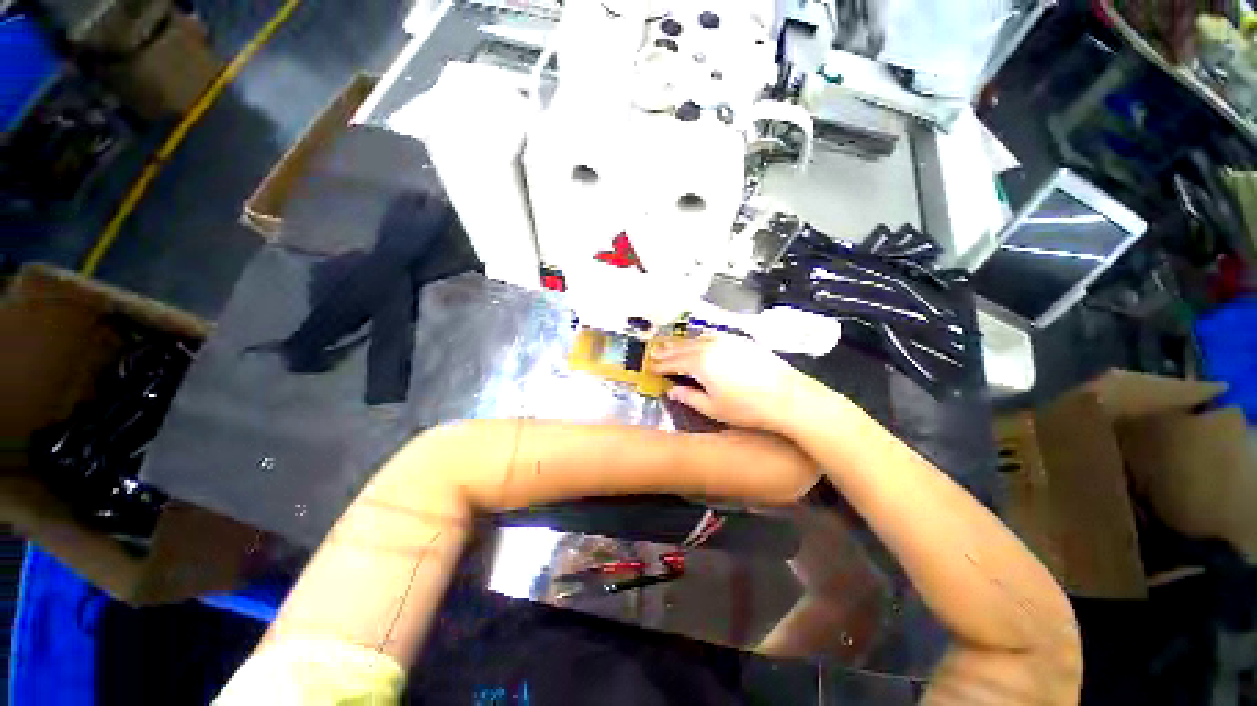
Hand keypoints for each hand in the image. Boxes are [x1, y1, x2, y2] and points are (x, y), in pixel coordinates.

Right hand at [649, 335, 813, 431]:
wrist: (789, 397)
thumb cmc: (748, 408)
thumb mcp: (713, 408)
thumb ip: (689, 397)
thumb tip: (672, 390)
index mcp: (700, 364)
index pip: (673, 363)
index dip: (660, 365)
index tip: (649, 366)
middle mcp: (710, 347)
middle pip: (682, 348)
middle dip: (666, 350)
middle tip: (653, 351)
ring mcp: (727, 341)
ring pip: (697, 339)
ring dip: (682, 343)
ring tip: (670, 344)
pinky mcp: (741, 341)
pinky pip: (712, 336)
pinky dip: (700, 339)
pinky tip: (699, 341)